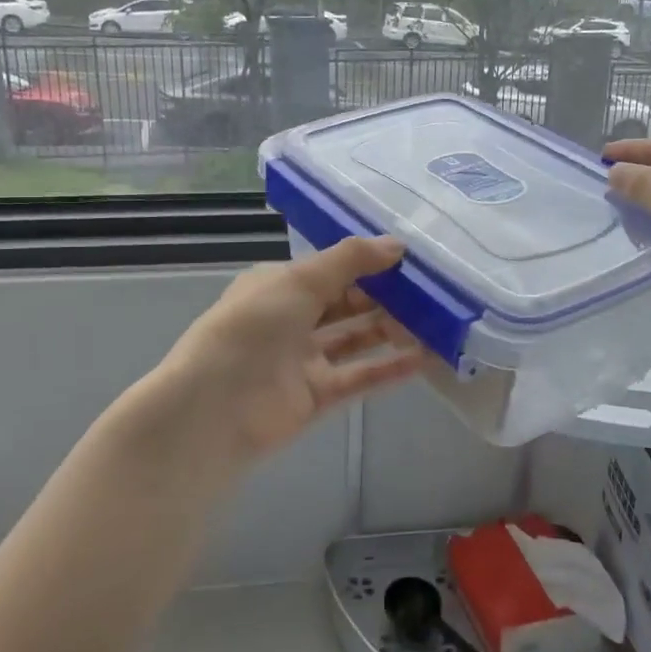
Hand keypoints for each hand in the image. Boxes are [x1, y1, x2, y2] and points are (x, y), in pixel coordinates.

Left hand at [147, 237, 426, 469]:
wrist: (215, 407)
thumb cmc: (254, 327)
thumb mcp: (300, 279)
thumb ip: (351, 260)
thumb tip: (397, 244)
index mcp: (278, 286)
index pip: (330, 270)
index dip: (367, 264)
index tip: (409, 261)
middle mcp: (291, 319)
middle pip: (346, 304)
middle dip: (384, 297)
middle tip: (429, 292)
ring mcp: (303, 360)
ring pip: (355, 340)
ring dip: (391, 331)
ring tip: (434, 322)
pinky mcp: (316, 396)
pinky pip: (359, 377)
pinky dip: (389, 368)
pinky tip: (423, 358)